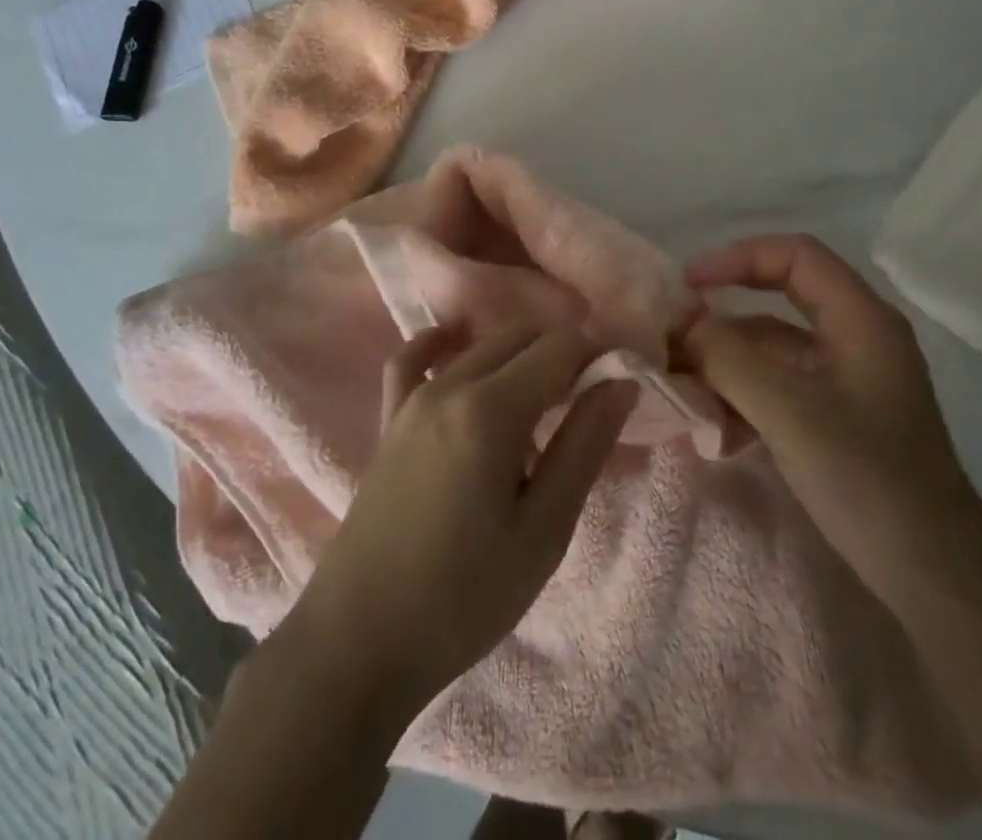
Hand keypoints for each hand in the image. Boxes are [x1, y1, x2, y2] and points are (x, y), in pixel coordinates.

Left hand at [288, 323, 638, 725]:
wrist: (360, 643)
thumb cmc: (465, 597)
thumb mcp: (544, 530)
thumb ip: (584, 445)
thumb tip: (620, 381)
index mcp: (490, 411)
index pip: (560, 348)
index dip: (598, 356)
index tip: (620, 386)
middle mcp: (449, 386)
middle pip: (521, 337)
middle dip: (563, 354)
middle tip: (588, 403)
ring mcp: (412, 399)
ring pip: (479, 345)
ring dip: (520, 356)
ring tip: (544, 403)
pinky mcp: (389, 419)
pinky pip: (412, 359)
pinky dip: (442, 344)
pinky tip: (460, 347)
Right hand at [682, 235, 977, 582]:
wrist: (935, 578)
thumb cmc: (867, 478)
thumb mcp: (788, 411)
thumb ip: (728, 358)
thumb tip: (683, 325)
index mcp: (860, 319)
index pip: (795, 255)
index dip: (738, 257)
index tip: (689, 285)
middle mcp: (857, 337)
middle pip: (779, 301)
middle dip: (724, 318)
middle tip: (675, 338)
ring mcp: (849, 380)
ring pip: (775, 349)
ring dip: (728, 364)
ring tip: (683, 390)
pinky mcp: (840, 418)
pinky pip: (782, 387)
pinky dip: (746, 397)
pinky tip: (716, 430)